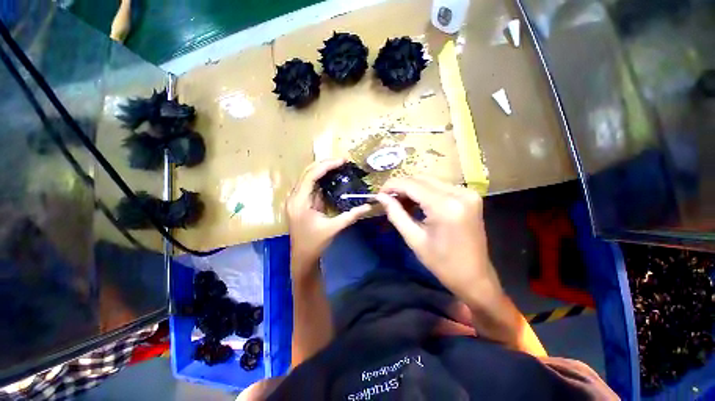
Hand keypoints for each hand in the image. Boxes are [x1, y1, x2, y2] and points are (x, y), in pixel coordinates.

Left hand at [287, 159, 371, 278]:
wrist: (302, 257)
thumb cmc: (315, 243)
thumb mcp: (334, 228)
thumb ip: (351, 215)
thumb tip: (369, 206)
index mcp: (300, 202)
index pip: (311, 176)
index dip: (326, 166)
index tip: (341, 161)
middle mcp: (294, 197)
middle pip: (307, 173)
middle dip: (324, 164)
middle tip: (342, 161)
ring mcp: (296, 199)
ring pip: (307, 177)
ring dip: (322, 170)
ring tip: (338, 165)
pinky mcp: (300, 202)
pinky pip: (310, 185)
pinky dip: (320, 179)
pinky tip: (331, 177)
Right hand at [375, 176, 502, 307]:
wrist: (474, 277)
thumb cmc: (442, 263)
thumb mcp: (414, 239)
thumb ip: (395, 213)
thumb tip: (381, 196)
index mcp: (445, 206)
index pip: (412, 184)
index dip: (392, 185)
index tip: (379, 193)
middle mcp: (459, 193)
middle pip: (421, 179)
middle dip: (401, 186)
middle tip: (388, 199)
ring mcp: (467, 193)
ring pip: (430, 180)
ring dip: (412, 188)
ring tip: (400, 203)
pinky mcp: (469, 196)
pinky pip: (440, 186)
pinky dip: (425, 191)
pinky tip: (416, 203)